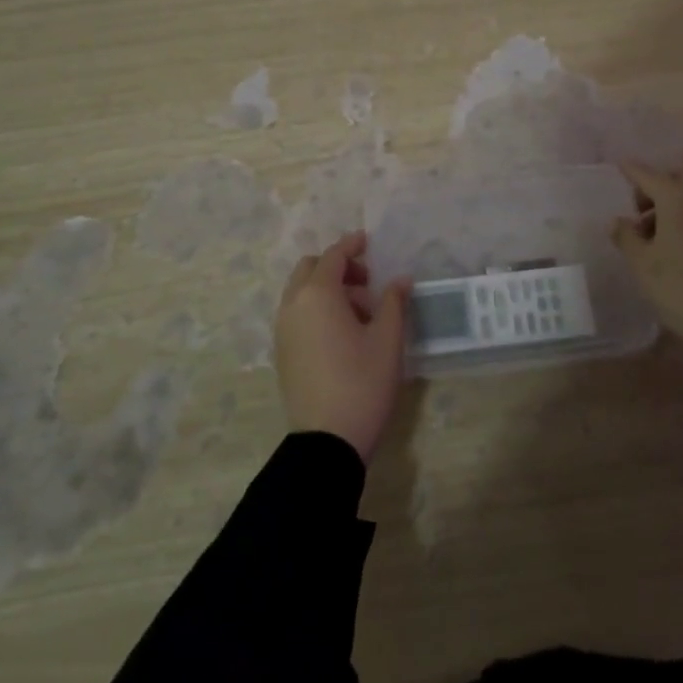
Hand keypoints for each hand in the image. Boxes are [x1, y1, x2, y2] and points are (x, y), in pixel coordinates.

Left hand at [273, 231, 412, 463]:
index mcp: (317, 295)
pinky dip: (316, 309)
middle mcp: (293, 305)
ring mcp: (282, 330)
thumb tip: (400, 280)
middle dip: (337, 267)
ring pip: (301, 293)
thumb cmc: (363, 382)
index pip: (333, 256)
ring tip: (362, 313)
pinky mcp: (282, 352)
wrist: (327, 440)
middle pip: (310, 269)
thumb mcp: (388, 340)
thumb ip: (394, 302)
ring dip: (327, 289)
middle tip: (367, 282)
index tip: (368, 241)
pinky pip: (296, 314)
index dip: (351, 245)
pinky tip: (342, 332)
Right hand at [610, 164, 682, 384]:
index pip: (647, 175)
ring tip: (653, 234)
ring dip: (671, 204)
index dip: (631, 171)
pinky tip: (675, 243)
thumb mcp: (641, 263)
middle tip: (637, 213)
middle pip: (674, 180)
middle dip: (654, 188)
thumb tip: (618, 221)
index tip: (618, 166)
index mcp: (677, 197)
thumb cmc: (678, 288)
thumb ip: (626, 236)